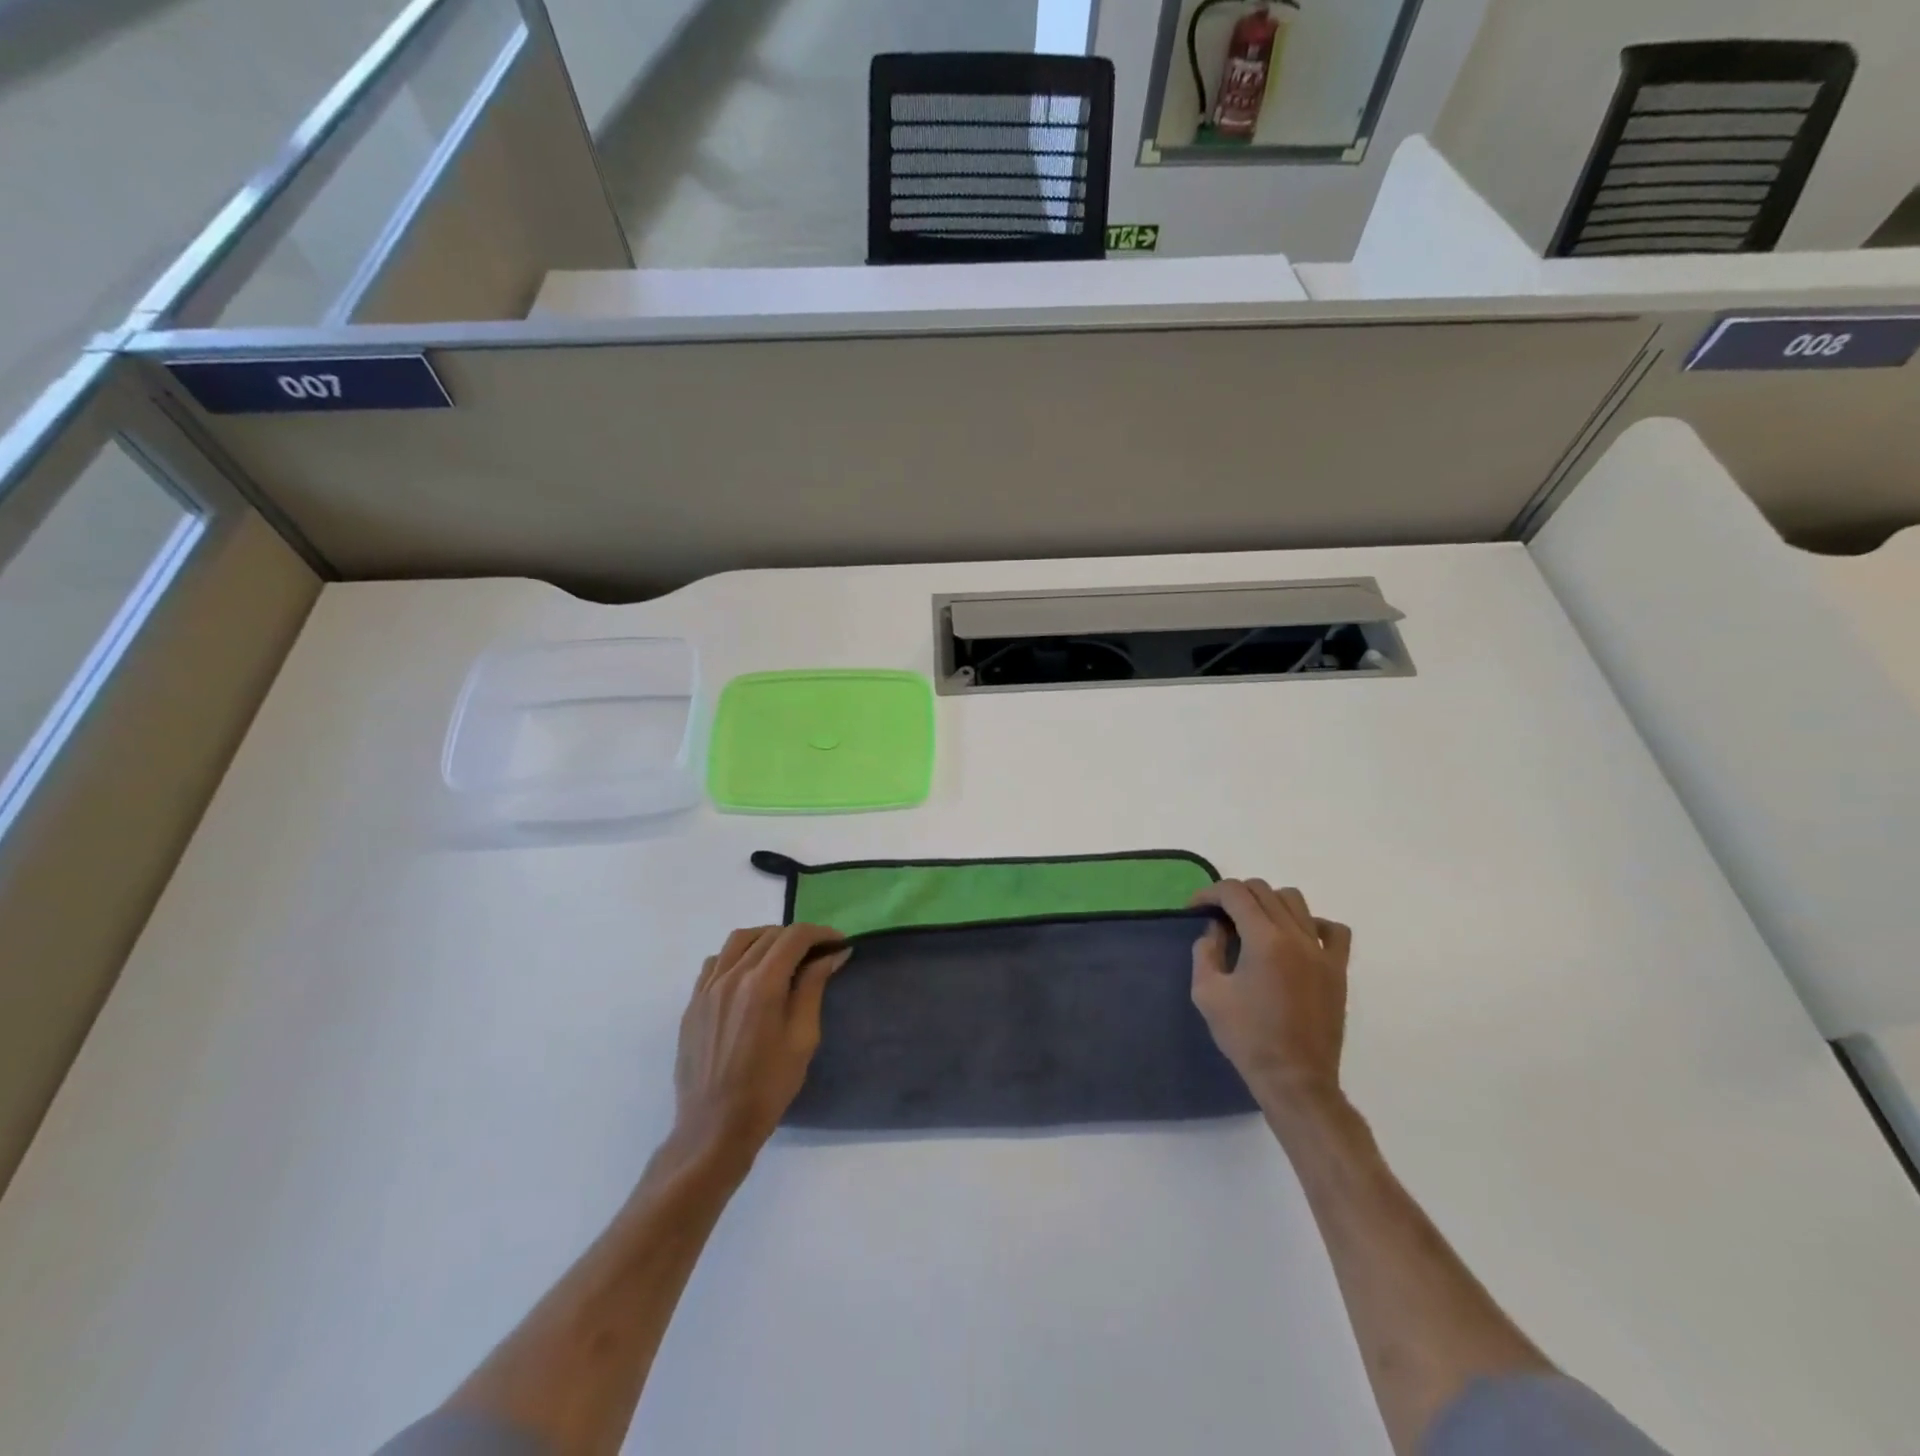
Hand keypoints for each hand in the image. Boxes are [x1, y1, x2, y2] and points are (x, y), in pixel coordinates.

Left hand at [672, 924, 849, 1163]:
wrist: (714, 1127)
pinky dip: (737, 955)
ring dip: (766, 939)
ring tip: (784, 957)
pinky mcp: (693, 1002)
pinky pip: (716, 961)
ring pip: (738, 940)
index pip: (794, 937)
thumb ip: (813, 988)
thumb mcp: (802, 1038)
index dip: (821, 933)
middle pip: (768, 935)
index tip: (839, 943)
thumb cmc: (768, 1087)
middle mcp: (731, 976)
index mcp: (762, 984)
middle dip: (798, 937)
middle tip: (818, 954)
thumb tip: (831, 955)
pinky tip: (749, 974)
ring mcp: (707, 988)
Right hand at [1190, 880, 1351, 1112]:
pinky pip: (1332, 930)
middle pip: (1263, 891)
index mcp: (1264, 940)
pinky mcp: (1338, 970)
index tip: (1195, 909)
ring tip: (1254, 925)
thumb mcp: (1207, 993)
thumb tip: (1216, 928)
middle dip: (1235, 896)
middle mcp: (1296, 936)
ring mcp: (1322, 952)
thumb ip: (1206, 951)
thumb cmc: (1247, 1037)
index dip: (1209, 893)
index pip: (1235, 893)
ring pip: (1296, 902)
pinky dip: (1311, 924)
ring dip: (1268, 903)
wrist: (1295, 1079)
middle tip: (1218, 917)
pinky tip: (1295, 939)